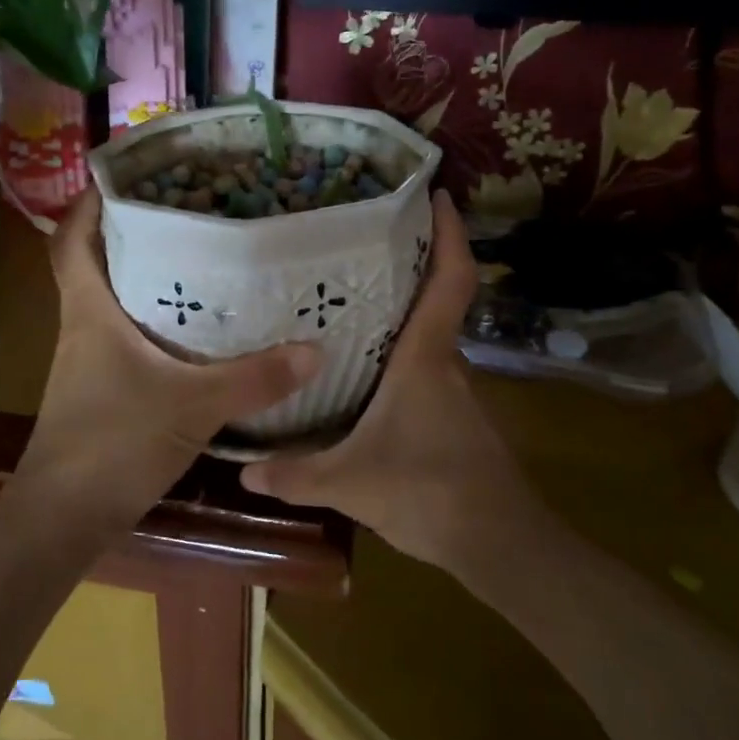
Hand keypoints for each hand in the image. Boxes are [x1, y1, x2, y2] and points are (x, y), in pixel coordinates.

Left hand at [19, 187, 320, 520]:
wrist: (65, 517)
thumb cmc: (114, 444)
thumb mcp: (193, 406)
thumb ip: (254, 379)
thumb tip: (314, 350)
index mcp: (89, 312)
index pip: (71, 242)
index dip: (87, 205)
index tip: (121, 178)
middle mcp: (83, 328)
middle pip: (96, 265)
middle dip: (132, 234)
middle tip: (185, 212)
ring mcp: (88, 362)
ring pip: (113, 303)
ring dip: (146, 280)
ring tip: (199, 260)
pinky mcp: (101, 391)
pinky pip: (127, 340)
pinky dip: (154, 325)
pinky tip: (196, 333)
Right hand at [240, 190, 530, 577]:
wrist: (498, 543)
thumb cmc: (427, 492)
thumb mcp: (349, 483)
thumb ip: (294, 474)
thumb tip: (240, 469)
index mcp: (426, 358)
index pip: (451, 281)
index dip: (450, 234)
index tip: (438, 196)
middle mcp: (446, 363)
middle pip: (437, 300)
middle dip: (409, 266)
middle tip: (360, 245)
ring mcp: (456, 391)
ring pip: (429, 337)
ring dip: (402, 314)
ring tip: (348, 302)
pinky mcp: (456, 417)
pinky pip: (427, 369)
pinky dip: (402, 355)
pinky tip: (367, 371)